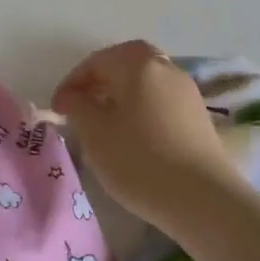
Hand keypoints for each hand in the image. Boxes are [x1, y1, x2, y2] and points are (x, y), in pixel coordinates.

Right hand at [51, 41, 245, 229]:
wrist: (202, 199)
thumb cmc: (140, 161)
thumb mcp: (95, 134)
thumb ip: (78, 107)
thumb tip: (73, 96)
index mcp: (139, 64)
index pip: (97, 61)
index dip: (72, 82)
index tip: (57, 109)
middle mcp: (167, 69)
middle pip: (127, 63)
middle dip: (100, 80)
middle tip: (81, 105)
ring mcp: (187, 92)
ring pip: (146, 81)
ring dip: (122, 94)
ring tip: (104, 123)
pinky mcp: (199, 116)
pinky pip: (161, 99)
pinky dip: (141, 107)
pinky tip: (132, 135)